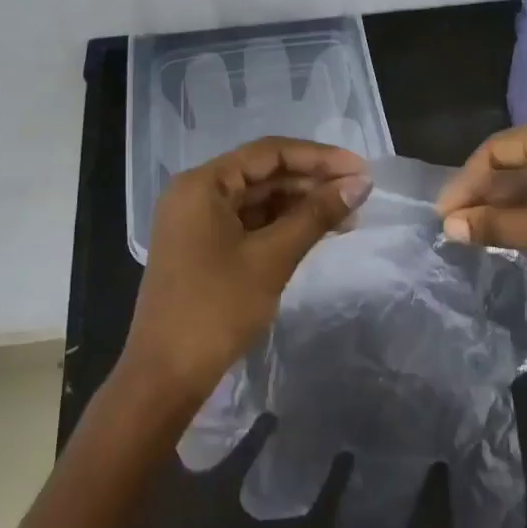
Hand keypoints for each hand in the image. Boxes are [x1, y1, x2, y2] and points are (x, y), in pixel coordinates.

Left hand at [119, 137, 371, 406]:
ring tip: (347, 216)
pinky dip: (281, 225)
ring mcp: (196, 221)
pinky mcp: (202, 247)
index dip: (319, 157)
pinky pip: (248, 223)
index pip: (269, 153)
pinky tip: (315, 232)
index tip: (360, 168)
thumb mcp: (272, 258)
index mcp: (202, 183)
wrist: (166, 375)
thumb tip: (360, 184)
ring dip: (300, 205)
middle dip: (312, 182)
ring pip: (257, 199)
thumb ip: (316, 215)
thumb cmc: (217, 308)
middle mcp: (195, 192)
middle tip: (359, 194)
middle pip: (263, 174)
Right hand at [436, 113, 526, 328]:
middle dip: (487, 192)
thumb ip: (498, 226)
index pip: (498, 148)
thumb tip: (449, 226)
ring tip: (485, 233)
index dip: (466, 181)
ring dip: (512, 203)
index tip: (445, 216)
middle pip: (519, 158)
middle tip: (460, 227)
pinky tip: (525, 233)